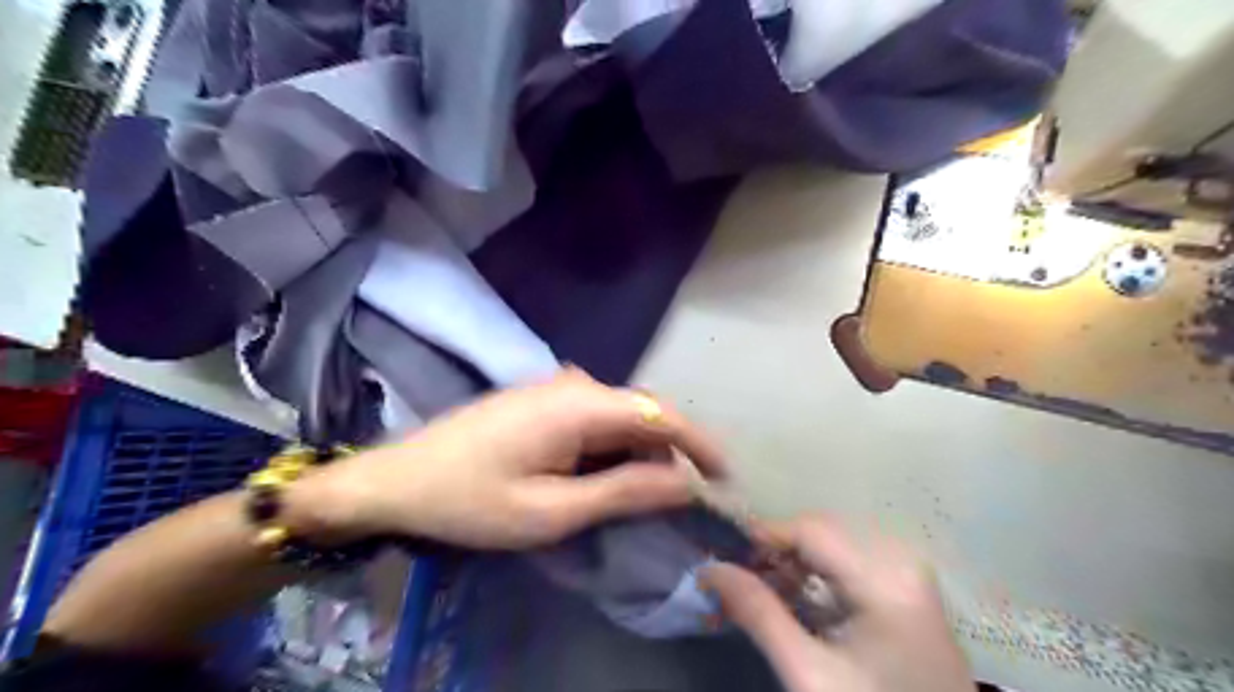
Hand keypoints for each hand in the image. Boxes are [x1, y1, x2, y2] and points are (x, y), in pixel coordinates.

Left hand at [292, 371, 723, 548]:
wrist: (398, 479)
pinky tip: (599, 479)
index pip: (660, 413)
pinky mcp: (544, 399)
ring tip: (636, 498)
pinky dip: (610, 450)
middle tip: (676, 502)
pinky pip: (596, 419)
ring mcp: (557, 387)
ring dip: (636, 455)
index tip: (725, 476)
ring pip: (620, 417)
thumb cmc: (471, 500)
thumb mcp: (552, 510)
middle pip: (642, 413)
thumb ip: (623, 492)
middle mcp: (575, 383)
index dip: (700, 443)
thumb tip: (683, 484)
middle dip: (667, 455)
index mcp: (580, 404)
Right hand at [704, 515, 972, 691]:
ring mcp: (909, 571)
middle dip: (776, 549)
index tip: (721, 555)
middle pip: (822, 530)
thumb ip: (759, 614)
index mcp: (886, 578)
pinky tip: (798, 596)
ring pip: (833, 541)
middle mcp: (903, 560)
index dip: (761, 535)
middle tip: (738, 577)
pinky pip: (850, 558)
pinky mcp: (907, 586)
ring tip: (764, 590)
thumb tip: (709, 569)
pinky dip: (817, 571)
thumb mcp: (810, 675)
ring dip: (794, 559)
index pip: (810, 529)